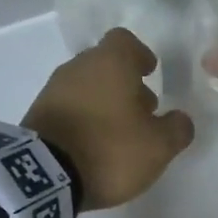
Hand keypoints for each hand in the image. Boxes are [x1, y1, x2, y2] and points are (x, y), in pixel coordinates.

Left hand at [24, 29, 195, 209]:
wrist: (45, 176)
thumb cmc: (110, 149)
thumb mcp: (159, 146)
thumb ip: (177, 129)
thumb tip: (180, 120)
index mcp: (110, 63)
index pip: (125, 41)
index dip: (140, 55)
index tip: (150, 73)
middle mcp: (79, 67)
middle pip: (105, 65)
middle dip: (125, 84)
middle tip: (142, 112)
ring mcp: (53, 90)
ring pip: (86, 86)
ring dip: (104, 103)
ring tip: (119, 134)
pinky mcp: (37, 115)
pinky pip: (68, 108)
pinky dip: (84, 119)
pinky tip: (94, 145)